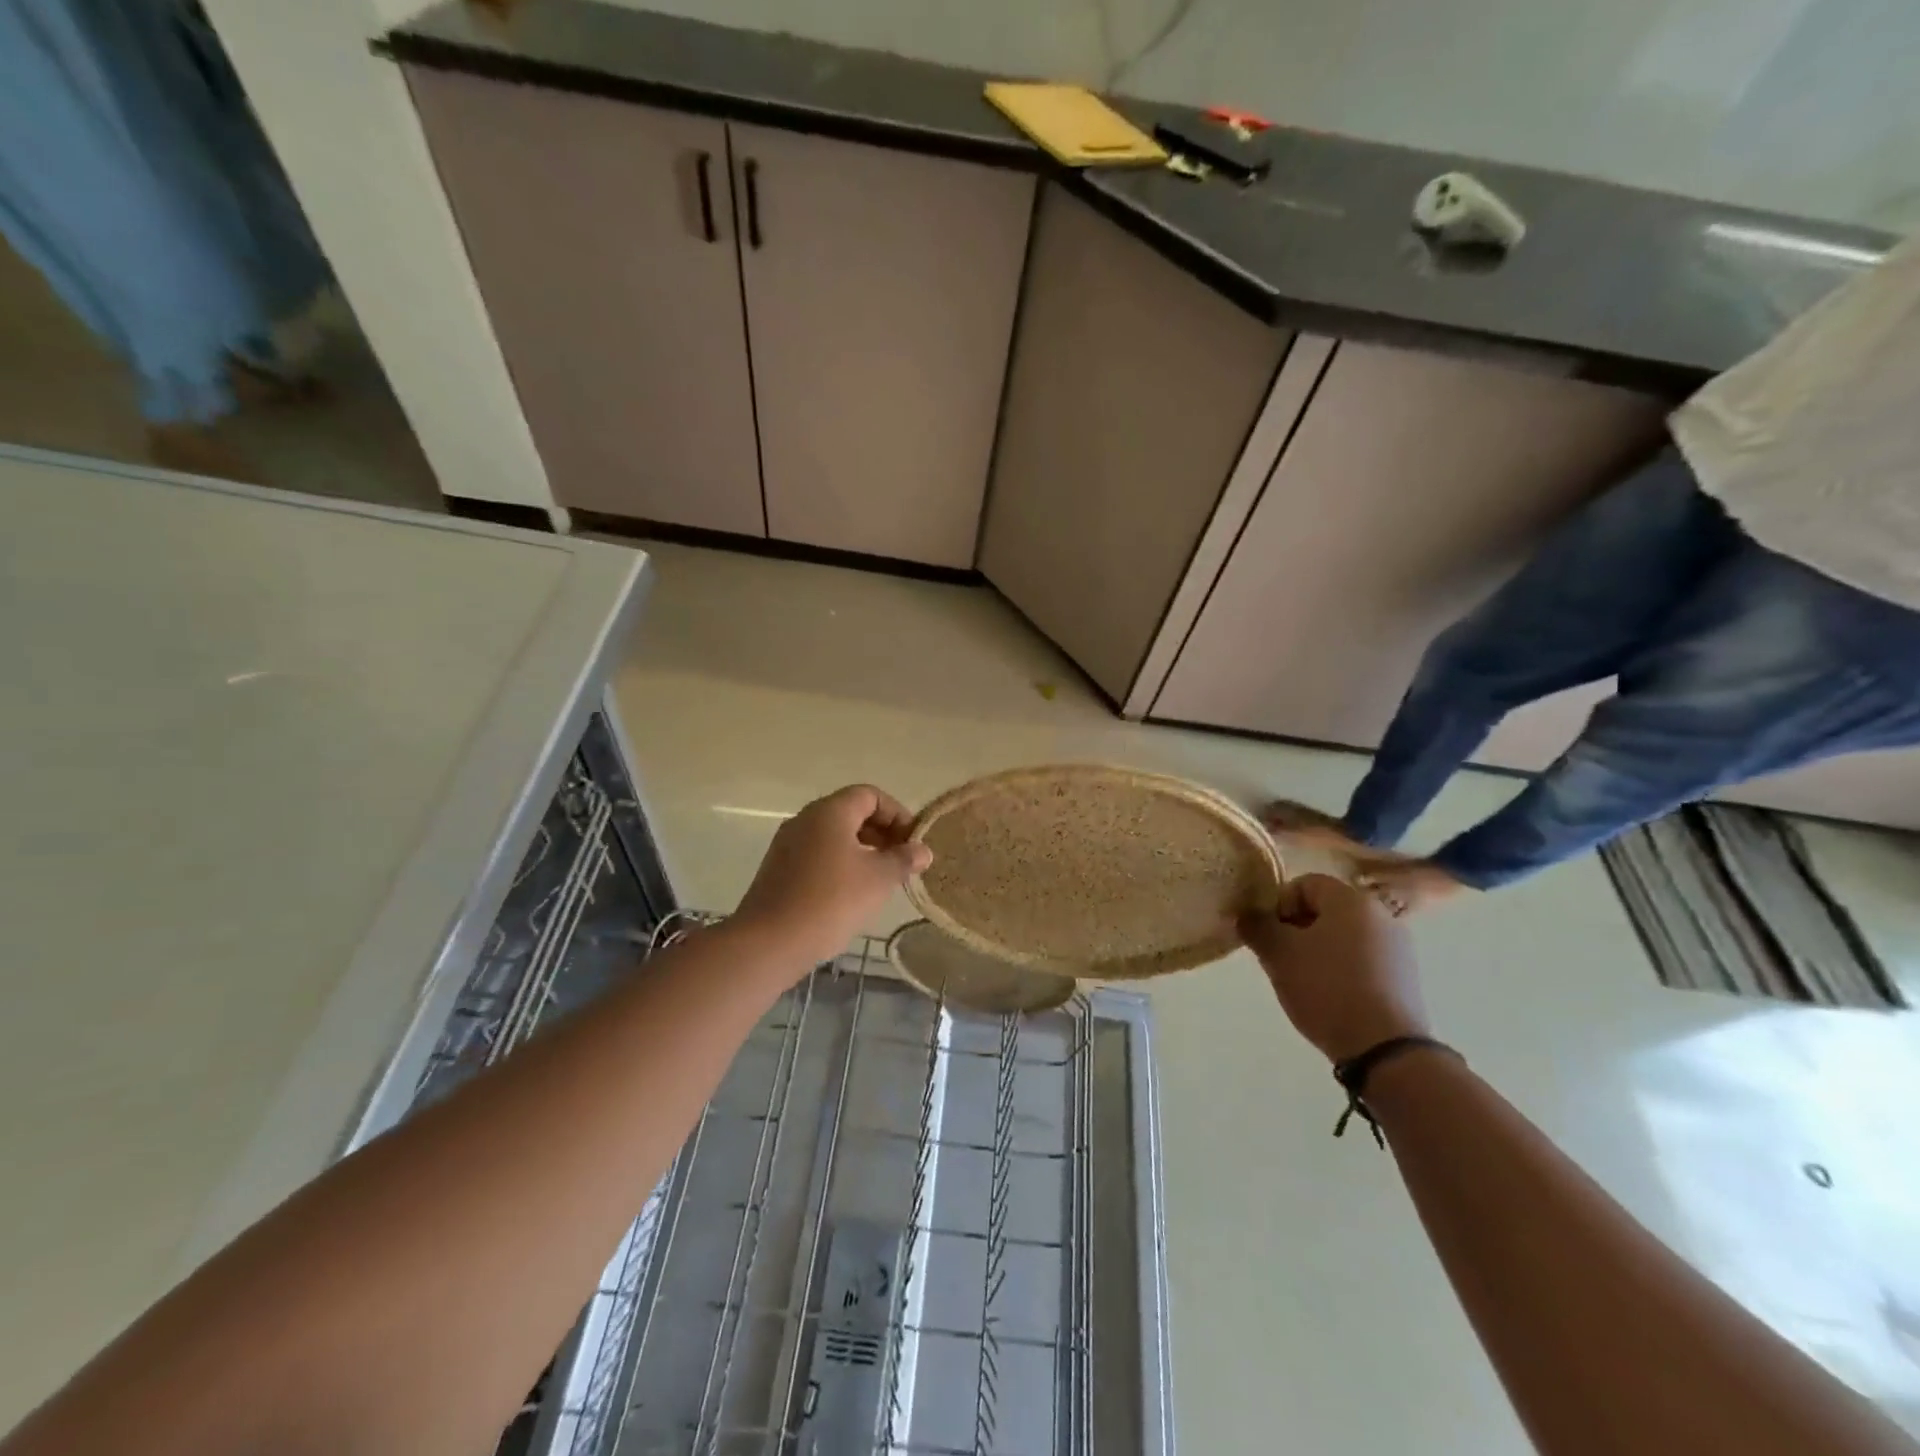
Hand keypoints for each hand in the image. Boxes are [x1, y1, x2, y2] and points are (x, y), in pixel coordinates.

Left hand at [732, 785, 933, 972]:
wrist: (769, 943)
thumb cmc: (831, 901)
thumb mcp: (878, 879)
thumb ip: (903, 860)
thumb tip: (922, 850)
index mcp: (830, 811)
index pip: (870, 795)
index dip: (897, 814)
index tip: (912, 843)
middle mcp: (805, 819)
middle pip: (851, 812)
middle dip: (881, 832)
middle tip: (901, 861)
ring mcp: (788, 844)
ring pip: (833, 835)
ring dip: (862, 850)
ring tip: (881, 880)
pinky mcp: (779, 870)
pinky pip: (817, 855)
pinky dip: (840, 864)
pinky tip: (851, 894)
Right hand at [1238, 873, 1429, 1063]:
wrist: (1385, 1049)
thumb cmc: (1326, 988)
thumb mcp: (1279, 954)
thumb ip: (1258, 927)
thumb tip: (1247, 914)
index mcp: (1350, 900)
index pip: (1304, 883)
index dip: (1278, 904)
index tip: (1268, 935)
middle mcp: (1380, 915)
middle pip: (1325, 909)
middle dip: (1296, 929)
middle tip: (1280, 958)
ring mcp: (1398, 948)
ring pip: (1343, 936)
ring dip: (1318, 950)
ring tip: (1303, 981)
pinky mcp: (1406, 978)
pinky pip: (1363, 960)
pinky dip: (1341, 969)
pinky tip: (1330, 996)